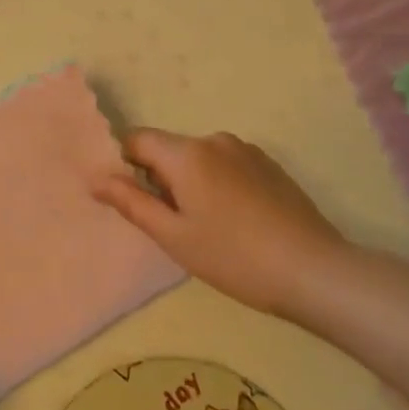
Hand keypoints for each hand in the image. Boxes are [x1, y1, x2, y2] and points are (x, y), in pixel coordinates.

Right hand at [96, 129, 358, 318]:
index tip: (131, 199)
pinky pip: (226, 165)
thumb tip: (96, 179)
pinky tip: (236, 221)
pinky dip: (218, 184)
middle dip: (160, 178)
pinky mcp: (269, 165)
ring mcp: (246, 150)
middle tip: (172, 225)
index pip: (137, 139)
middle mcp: (214, 140)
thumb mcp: (173, 236)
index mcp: (186, 154)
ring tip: (207, 227)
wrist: (312, 270)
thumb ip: (131, 202)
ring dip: (190, 182)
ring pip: (199, 159)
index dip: (124, 164)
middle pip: (169, 150)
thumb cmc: (233, 257)